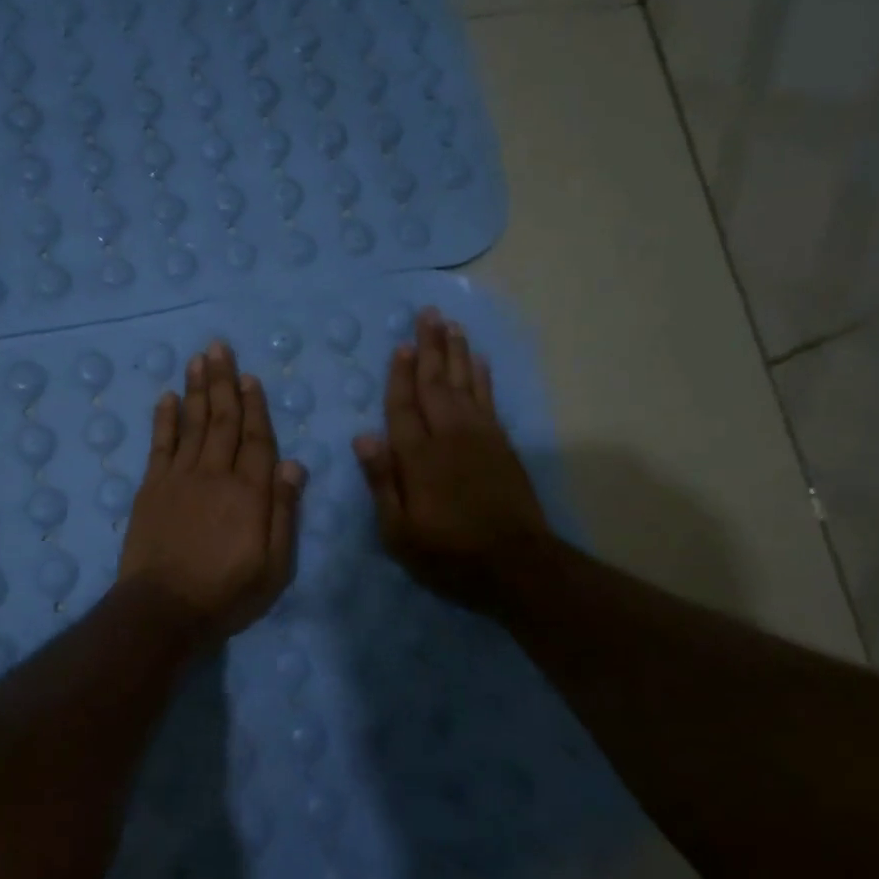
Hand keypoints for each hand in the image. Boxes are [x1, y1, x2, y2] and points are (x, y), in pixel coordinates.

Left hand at [119, 340, 307, 648]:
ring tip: (198, 359)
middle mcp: (215, 474)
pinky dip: (164, 419)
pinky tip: (166, 397)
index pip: (257, 439)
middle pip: (222, 420)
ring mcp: (179, 477)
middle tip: (220, 347)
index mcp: (249, 492)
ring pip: (191, 423)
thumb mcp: (274, 566)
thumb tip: (294, 464)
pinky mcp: (151, 487)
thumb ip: (284, 512)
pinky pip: (160, 444)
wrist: (163, 608)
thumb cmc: (226, 593)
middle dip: (223, 381)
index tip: (250, 377)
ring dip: (196, 389)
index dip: (255, 406)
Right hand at [353, 307, 551, 614]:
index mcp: (418, 457)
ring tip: (451, 325)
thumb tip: (362, 438)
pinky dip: (482, 377)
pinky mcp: (502, 445)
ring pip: (464, 383)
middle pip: (435, 383)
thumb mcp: (399, 532)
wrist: (516, 565)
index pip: (403, 406)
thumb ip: (382, 482)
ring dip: (456, 353)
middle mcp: (448, 435)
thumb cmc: (448, 553)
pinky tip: (478, 361)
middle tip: (428, 314)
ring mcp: (480, 437)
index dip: (400, 375)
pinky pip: (489, 399)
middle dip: (430, 347)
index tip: (401, 345)